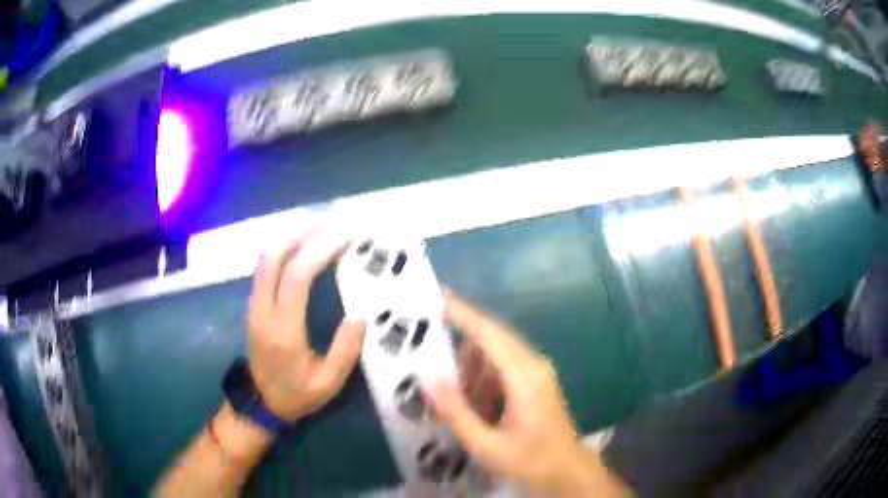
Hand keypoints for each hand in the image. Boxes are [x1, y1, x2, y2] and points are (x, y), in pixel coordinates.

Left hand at [246, 230, 365, 422]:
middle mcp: (263, 310)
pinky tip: (304, 245)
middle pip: (274, 256)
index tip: (345, 236)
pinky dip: (285, 248)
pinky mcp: (253, 304)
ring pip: (266, 257)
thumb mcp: (328, 383)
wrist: (260, 403)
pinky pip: (265, 266)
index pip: (296, 277)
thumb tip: (361, 314)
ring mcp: (254, 304)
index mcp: (283, 330)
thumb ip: (345, 351)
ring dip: (293, 236)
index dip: (319, 250)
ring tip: (322, 227)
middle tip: (334, 221)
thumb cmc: (296, 395)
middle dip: (304, 232)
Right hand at [427, 294, 625, 495]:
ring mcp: (536, 372)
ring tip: (450, 396)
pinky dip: (482, 380)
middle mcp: (532, 365)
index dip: (464, 314)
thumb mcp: (486, 443)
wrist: (566, 471)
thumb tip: (427, 375)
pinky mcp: (535, 381)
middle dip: (459, 347)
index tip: (437, 298)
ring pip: (494, 355)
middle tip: (427, 358)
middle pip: (491, 340)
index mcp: (524, 376)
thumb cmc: (529, 460)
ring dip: (470, 369)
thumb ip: (455, 410)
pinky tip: (471, 404)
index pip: (490, 333)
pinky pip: (502, 369)